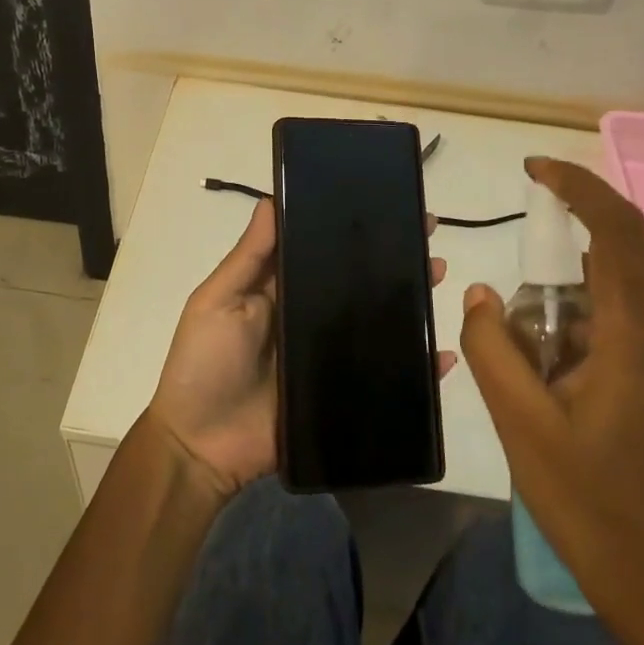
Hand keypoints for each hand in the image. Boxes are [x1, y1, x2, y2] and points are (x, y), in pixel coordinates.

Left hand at [147, 200, 452, 498]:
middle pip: (357, 282)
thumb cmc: (204, 363)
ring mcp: (328, 357)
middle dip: (391, 258)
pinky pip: (385, 377)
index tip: (386, 204)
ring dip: (409, 299)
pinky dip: (417, 367)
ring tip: (439, 273)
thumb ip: (249, 256)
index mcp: (281, 289)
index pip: (322, 250)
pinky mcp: (342, 395)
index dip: (352, 229)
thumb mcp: (218, 299)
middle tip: (428, 236)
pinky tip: (443, 354)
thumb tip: (271, 197)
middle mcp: (309, 316)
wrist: (200, 447)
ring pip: (377, 322)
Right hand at [461, 157, 643, 644]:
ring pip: (588, 323)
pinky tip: (544, 422)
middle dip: (537, 301)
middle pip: (590, 283)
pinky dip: (560, 364)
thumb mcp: (523, 426)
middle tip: (509, 363)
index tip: (534, 170)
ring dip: (544, 343)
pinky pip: (598, 354)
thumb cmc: (598, 511)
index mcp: (632, 339)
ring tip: (526, 410)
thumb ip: (493, 347)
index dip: (580, 187)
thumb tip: (481, 293)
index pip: (618, 233)